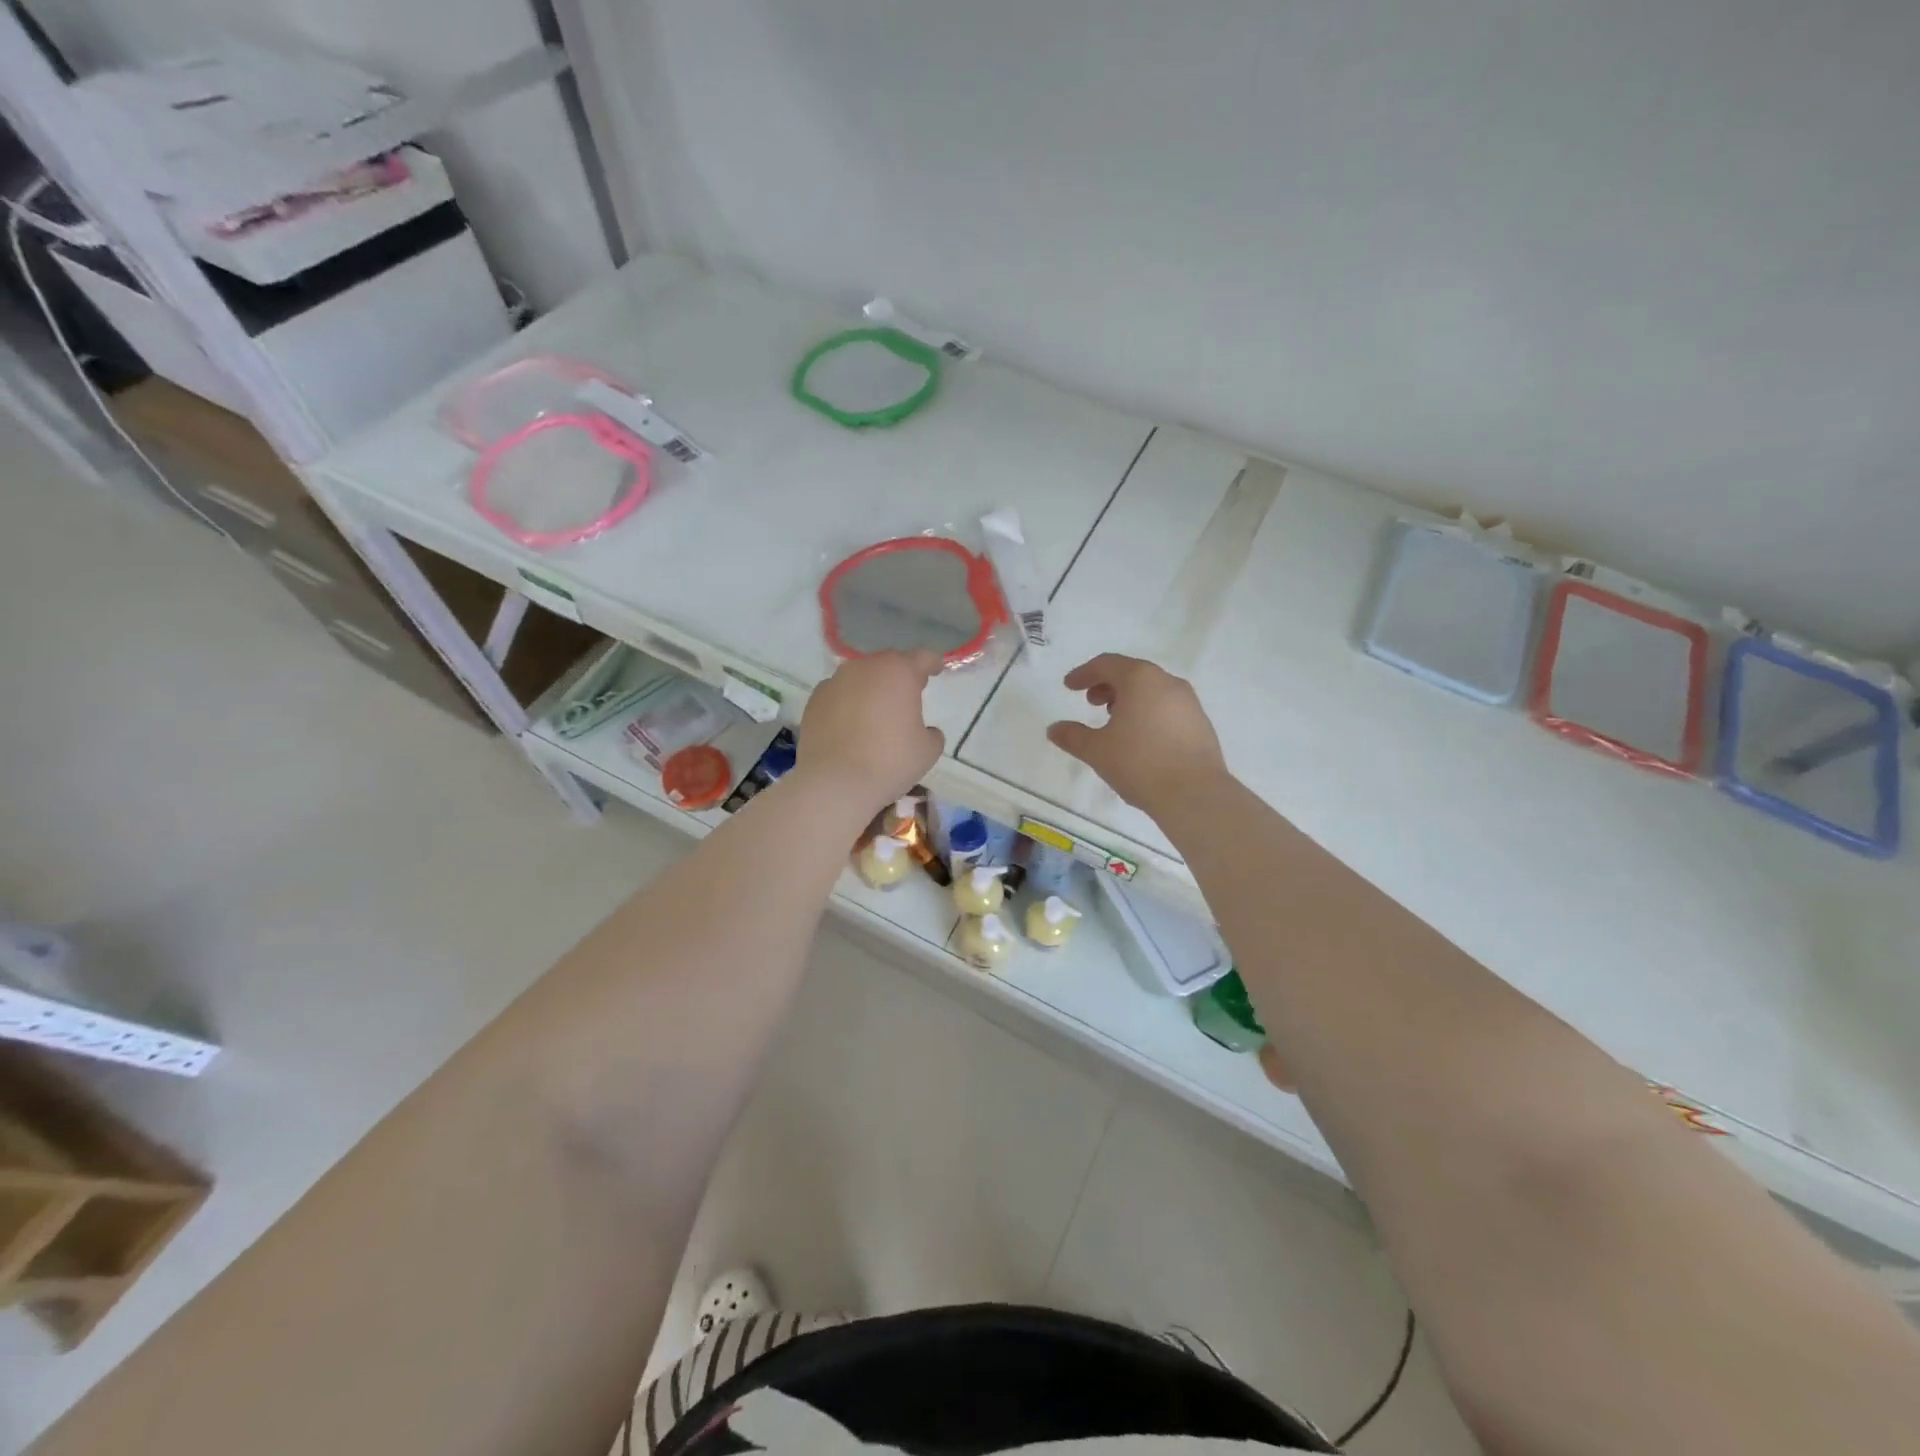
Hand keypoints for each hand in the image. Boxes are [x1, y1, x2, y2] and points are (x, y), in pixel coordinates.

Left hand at [797, 650, 945, 810]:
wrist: (835, 782)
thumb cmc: (890, 762)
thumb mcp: (927, 751)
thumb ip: (931, 733)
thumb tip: (923, 731)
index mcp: (899, 673)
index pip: (922, 658)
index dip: (933, 663)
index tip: (937, 670)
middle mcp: (865, 668)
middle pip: (888, 663)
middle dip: (900, 675)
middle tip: (908, 694)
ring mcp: (835, 681)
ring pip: (860, 676)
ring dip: (871, 687)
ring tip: (876, 710)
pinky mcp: (814, 699)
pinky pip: (839, 693)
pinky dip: (848, 702)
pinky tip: (850, 724)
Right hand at [1047, 654, 1227, 815]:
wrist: (1194, 794)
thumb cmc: (1139, 763)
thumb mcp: (1097, 750)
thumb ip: (1072, 736)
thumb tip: (1054, 729)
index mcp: (1140, 679)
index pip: (1107, 664)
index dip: (1084, 673)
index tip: (1069, 686)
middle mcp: (1168, 682)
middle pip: (1132, 673)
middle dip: (1108, 685)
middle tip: (1091, 703)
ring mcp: (1189, 702)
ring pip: (1152, 690)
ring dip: (1129, 699)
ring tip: (1115, 722)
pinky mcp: (1201, 723)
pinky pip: (1168, 708)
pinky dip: (1148, 713)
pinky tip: (1141, 738)